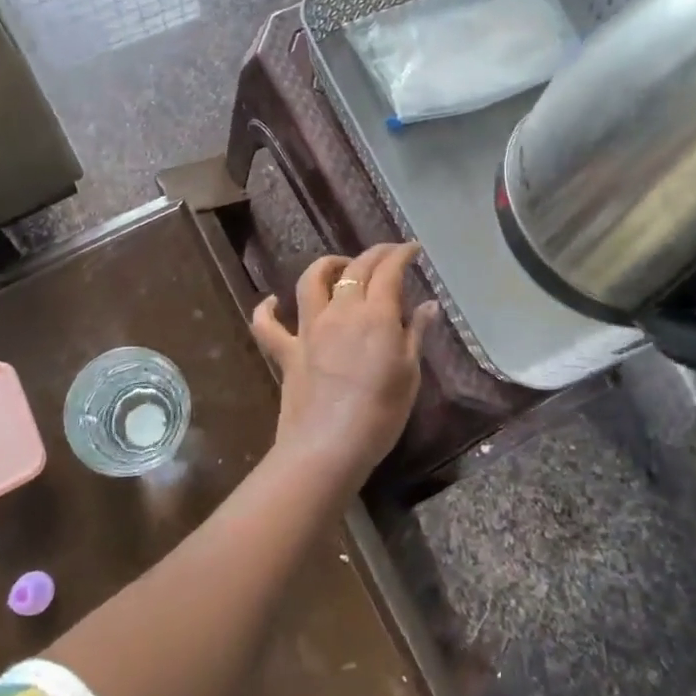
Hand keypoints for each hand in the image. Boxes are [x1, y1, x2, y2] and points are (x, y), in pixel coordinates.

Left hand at [251, 243, 438, 493]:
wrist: (329, 446)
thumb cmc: (381, 414)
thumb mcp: (409, 373)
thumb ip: (416, 334)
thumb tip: (428, 305)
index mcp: (375, 315)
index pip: (388, 271)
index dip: (401, 254)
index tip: (412, 249)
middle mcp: (340, 312)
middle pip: (355, 269)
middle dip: (374, 254)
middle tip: (388, 254)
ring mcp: (309, 329)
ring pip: (310, 281)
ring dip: (326, 266)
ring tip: (341, 268)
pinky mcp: (286, 352)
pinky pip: (267, 326)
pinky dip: (267, 310)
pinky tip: (272, 302)